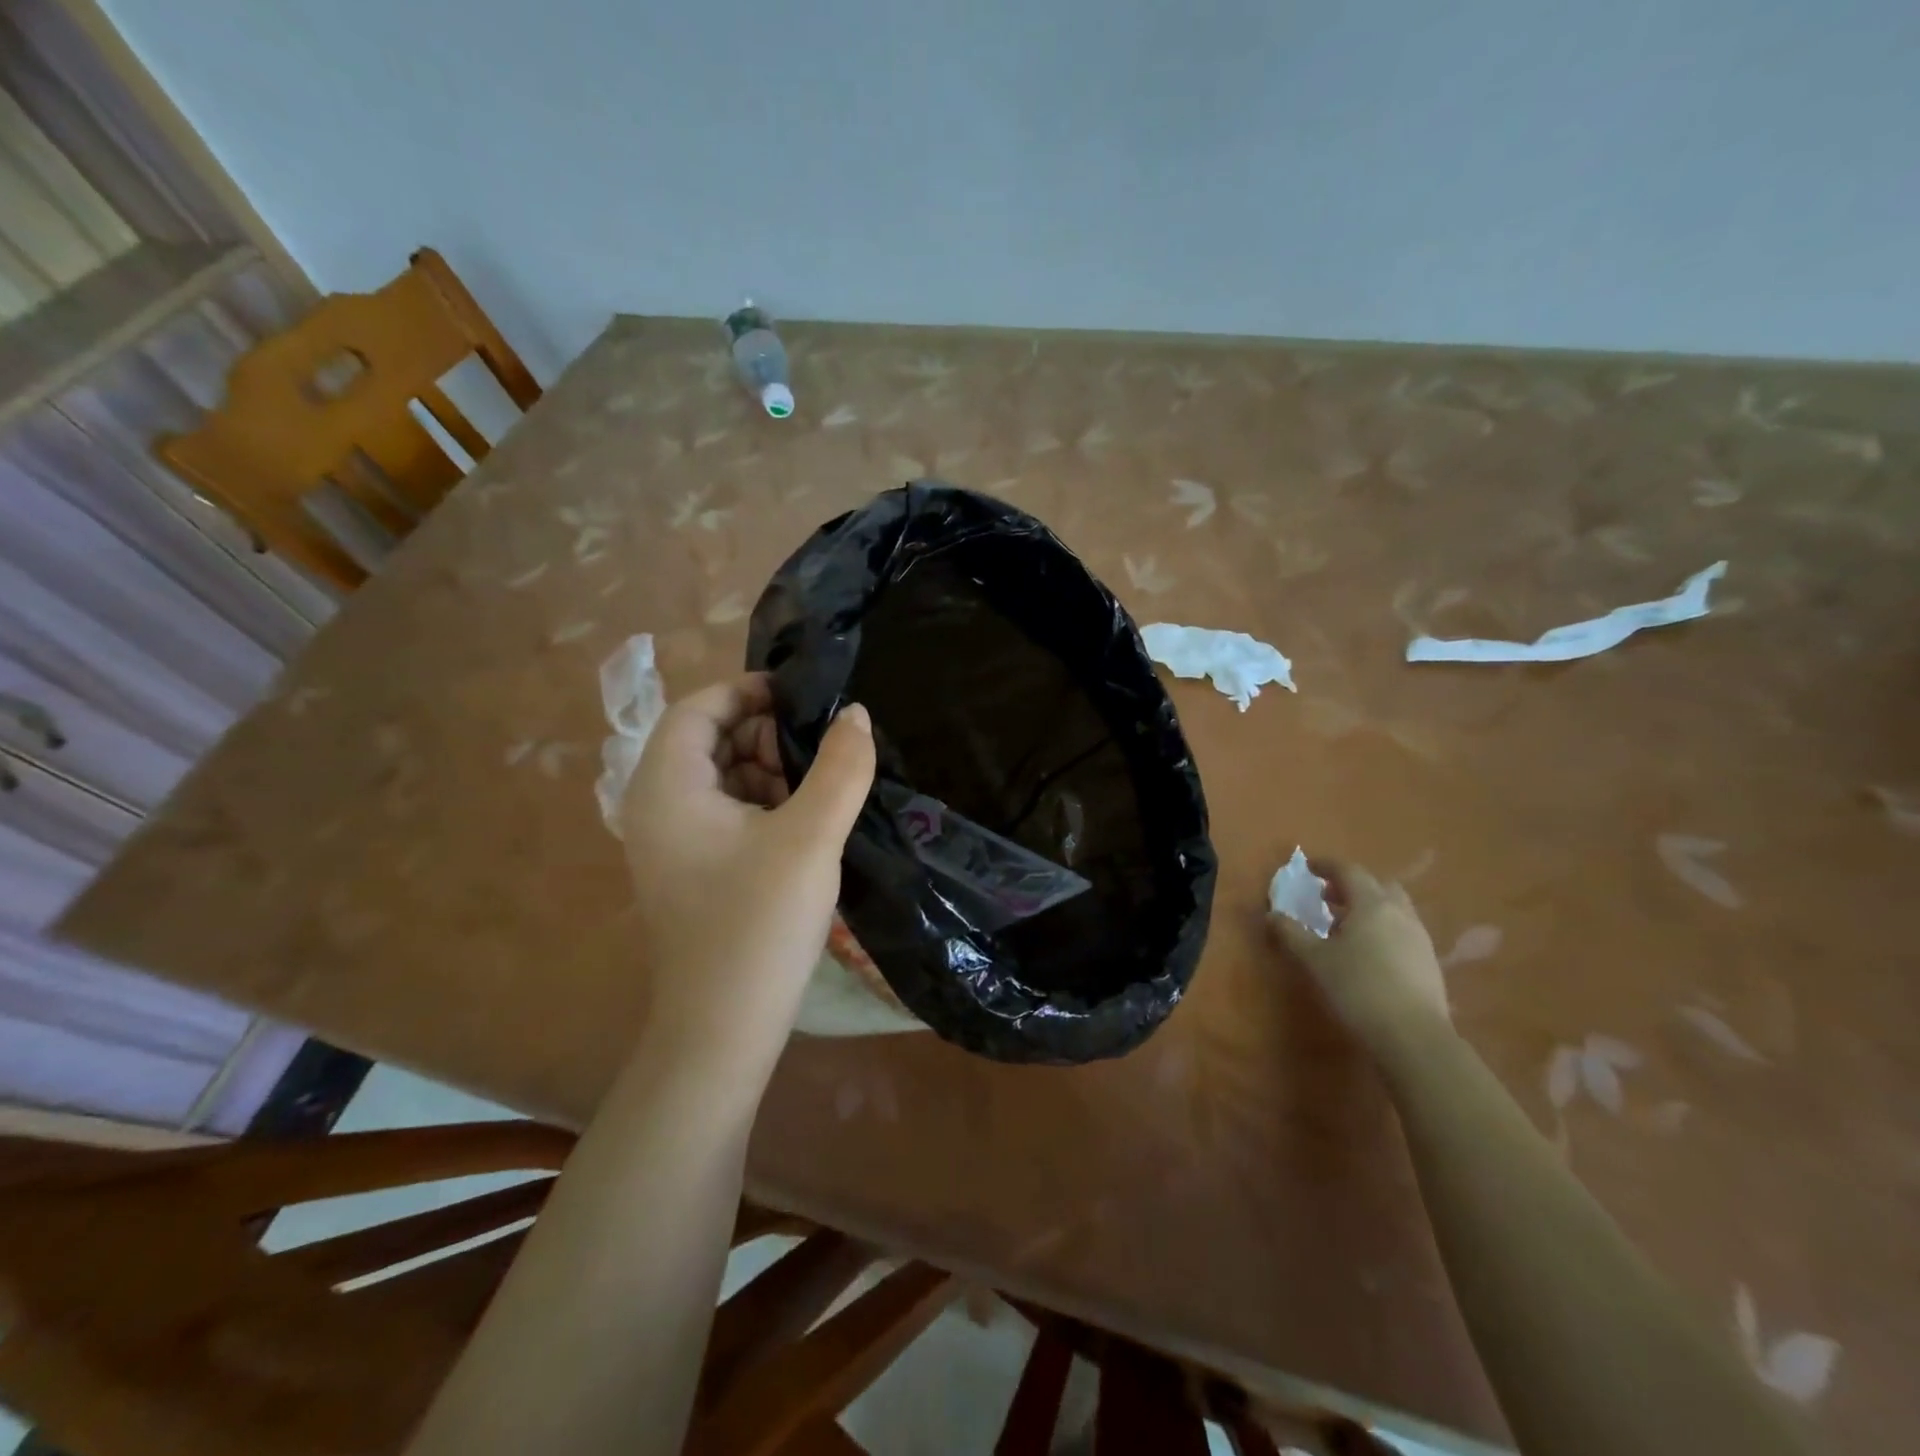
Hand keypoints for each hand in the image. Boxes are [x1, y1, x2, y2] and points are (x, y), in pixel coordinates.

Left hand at [621, 673, 874, 1074]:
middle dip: (766, 735)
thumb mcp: (811, 838)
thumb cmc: (758, 924)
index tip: (804, 697)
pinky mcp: (692, 870)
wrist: (722, 1030)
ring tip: (822, 787)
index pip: (698, 708)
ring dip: (770, 771)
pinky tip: (806, 823)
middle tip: (822, 749)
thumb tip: (857, 714)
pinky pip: (726, 814)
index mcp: (667, 787)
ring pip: (722, 778)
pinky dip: (764, 805)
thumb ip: (840, 768)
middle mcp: (656, 807)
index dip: (749, 692)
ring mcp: (672, 843)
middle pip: (710, 741)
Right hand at [1270, 859, 1450, 1059]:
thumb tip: (1272, 915)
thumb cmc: (1357, 988)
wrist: (1414, 1037)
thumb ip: (1291, 933)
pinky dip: (1382, 929)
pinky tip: (1368, 953)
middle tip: (1327, 898)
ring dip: (1369, 908)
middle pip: (1377, 885)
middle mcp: (1399, 913)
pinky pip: (1402, 931)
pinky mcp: (1428, 962)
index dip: (1326, 865)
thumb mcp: (1314, 959)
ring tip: (1345, 927)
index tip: (1308, 867)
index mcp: (1371, 904)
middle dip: (1351, 886)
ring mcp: (1419, 937)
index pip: (1348, 871)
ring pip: (1393, 908)